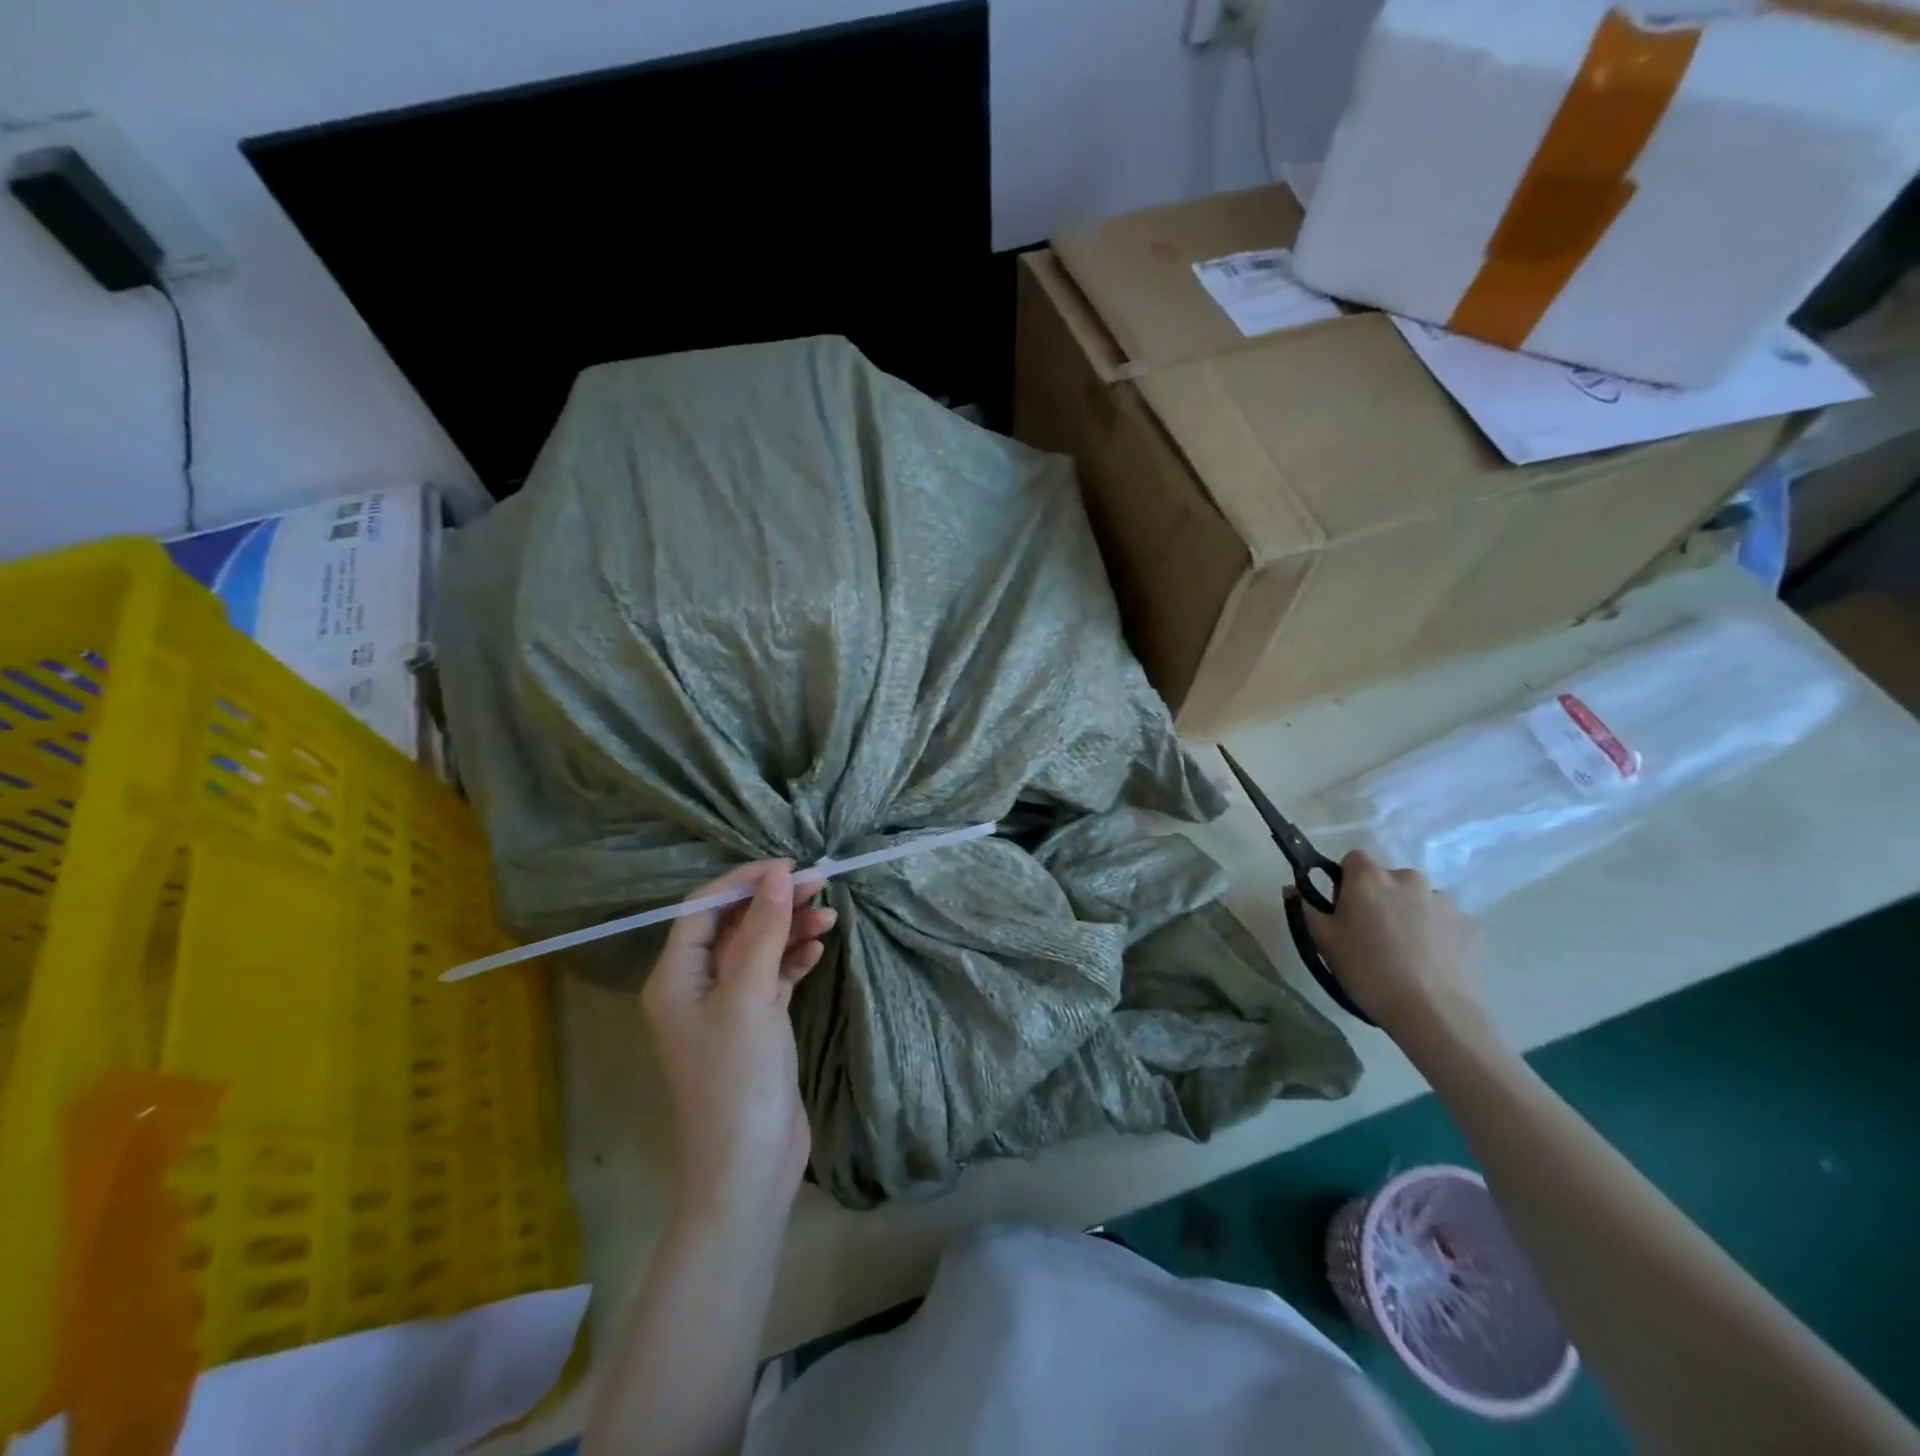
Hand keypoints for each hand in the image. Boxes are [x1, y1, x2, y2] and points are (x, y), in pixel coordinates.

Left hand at [641, 861, 836, 1225]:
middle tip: (821, 884)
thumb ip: (765, 931)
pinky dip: (794, 960)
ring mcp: (726, 1007)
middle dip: (774, 903)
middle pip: (735, 926)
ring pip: (758, 950)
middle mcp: (696, 986)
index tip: (788, 867)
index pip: (704, 909)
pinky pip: (773, 977)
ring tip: (829, 916)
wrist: (748, 1166)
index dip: (744, 881)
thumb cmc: (738, 1076)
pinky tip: (818, 950)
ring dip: (790, 930)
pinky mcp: (754, 1026)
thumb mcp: (750, 995)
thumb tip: (778, 876)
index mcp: (676, 976)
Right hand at [1298, 851, 1483, 1044]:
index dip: (1346, 880)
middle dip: (1380, 898)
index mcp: (1369, 878)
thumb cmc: (1368, 971)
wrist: (1433, 1012)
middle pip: (1387, 879)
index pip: (1354, 859)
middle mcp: (1407, 878)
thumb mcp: (1323, 941)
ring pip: (1417, 899)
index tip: (1345, 908)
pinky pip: (1443, 920)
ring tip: (1406, 951)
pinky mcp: (1468, 924)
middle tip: (1372, 933)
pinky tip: (1429, 962)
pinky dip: (1435, 932)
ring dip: (1409, 914)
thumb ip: (1307, 908)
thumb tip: (1294, 888)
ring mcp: (1443, 900)